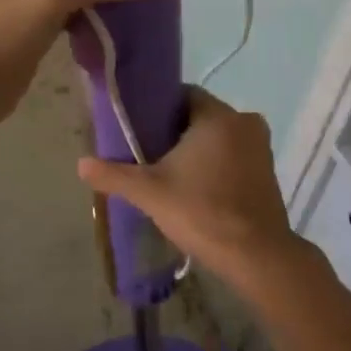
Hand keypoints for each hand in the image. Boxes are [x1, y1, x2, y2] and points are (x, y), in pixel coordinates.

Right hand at [76, 86, 302, 293]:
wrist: (256, 256)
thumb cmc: (202, 212)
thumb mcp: (150, 192)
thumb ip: (114, 174)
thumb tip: (81, 164)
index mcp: (218, 116)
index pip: (184, 94)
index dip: (159, 108)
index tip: (140, 128)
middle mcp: (245, 122)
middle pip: (201, 116)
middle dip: (176, 131)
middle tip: (149, 154)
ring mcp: (261, 147)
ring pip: (219, 137)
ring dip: (198, 149)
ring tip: (171, 173)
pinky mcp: (268, 171)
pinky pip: (235, 155)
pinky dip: (217, 164)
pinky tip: (198, 187)